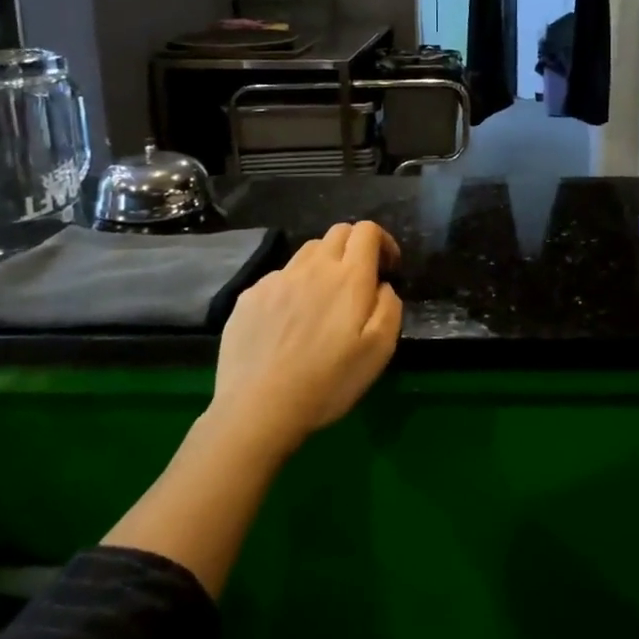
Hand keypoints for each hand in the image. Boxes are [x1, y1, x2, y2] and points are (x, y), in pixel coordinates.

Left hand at [209, 221, 402, 456]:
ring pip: (307, 252)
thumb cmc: (328, 381)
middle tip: (359, 281)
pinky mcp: (249, 296)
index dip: (382, 241)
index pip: (366, 230)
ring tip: (323, 300)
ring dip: (323, 264)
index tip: (388, 268)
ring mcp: (276, 279)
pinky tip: (289, 322)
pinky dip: (293, 287)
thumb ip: (389, 306)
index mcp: (349, 276)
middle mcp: (312, 267)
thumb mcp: (380, 350)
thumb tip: (382, 286)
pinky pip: (279, 278)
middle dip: (354, 247)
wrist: (258, 408)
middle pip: (337, 232)